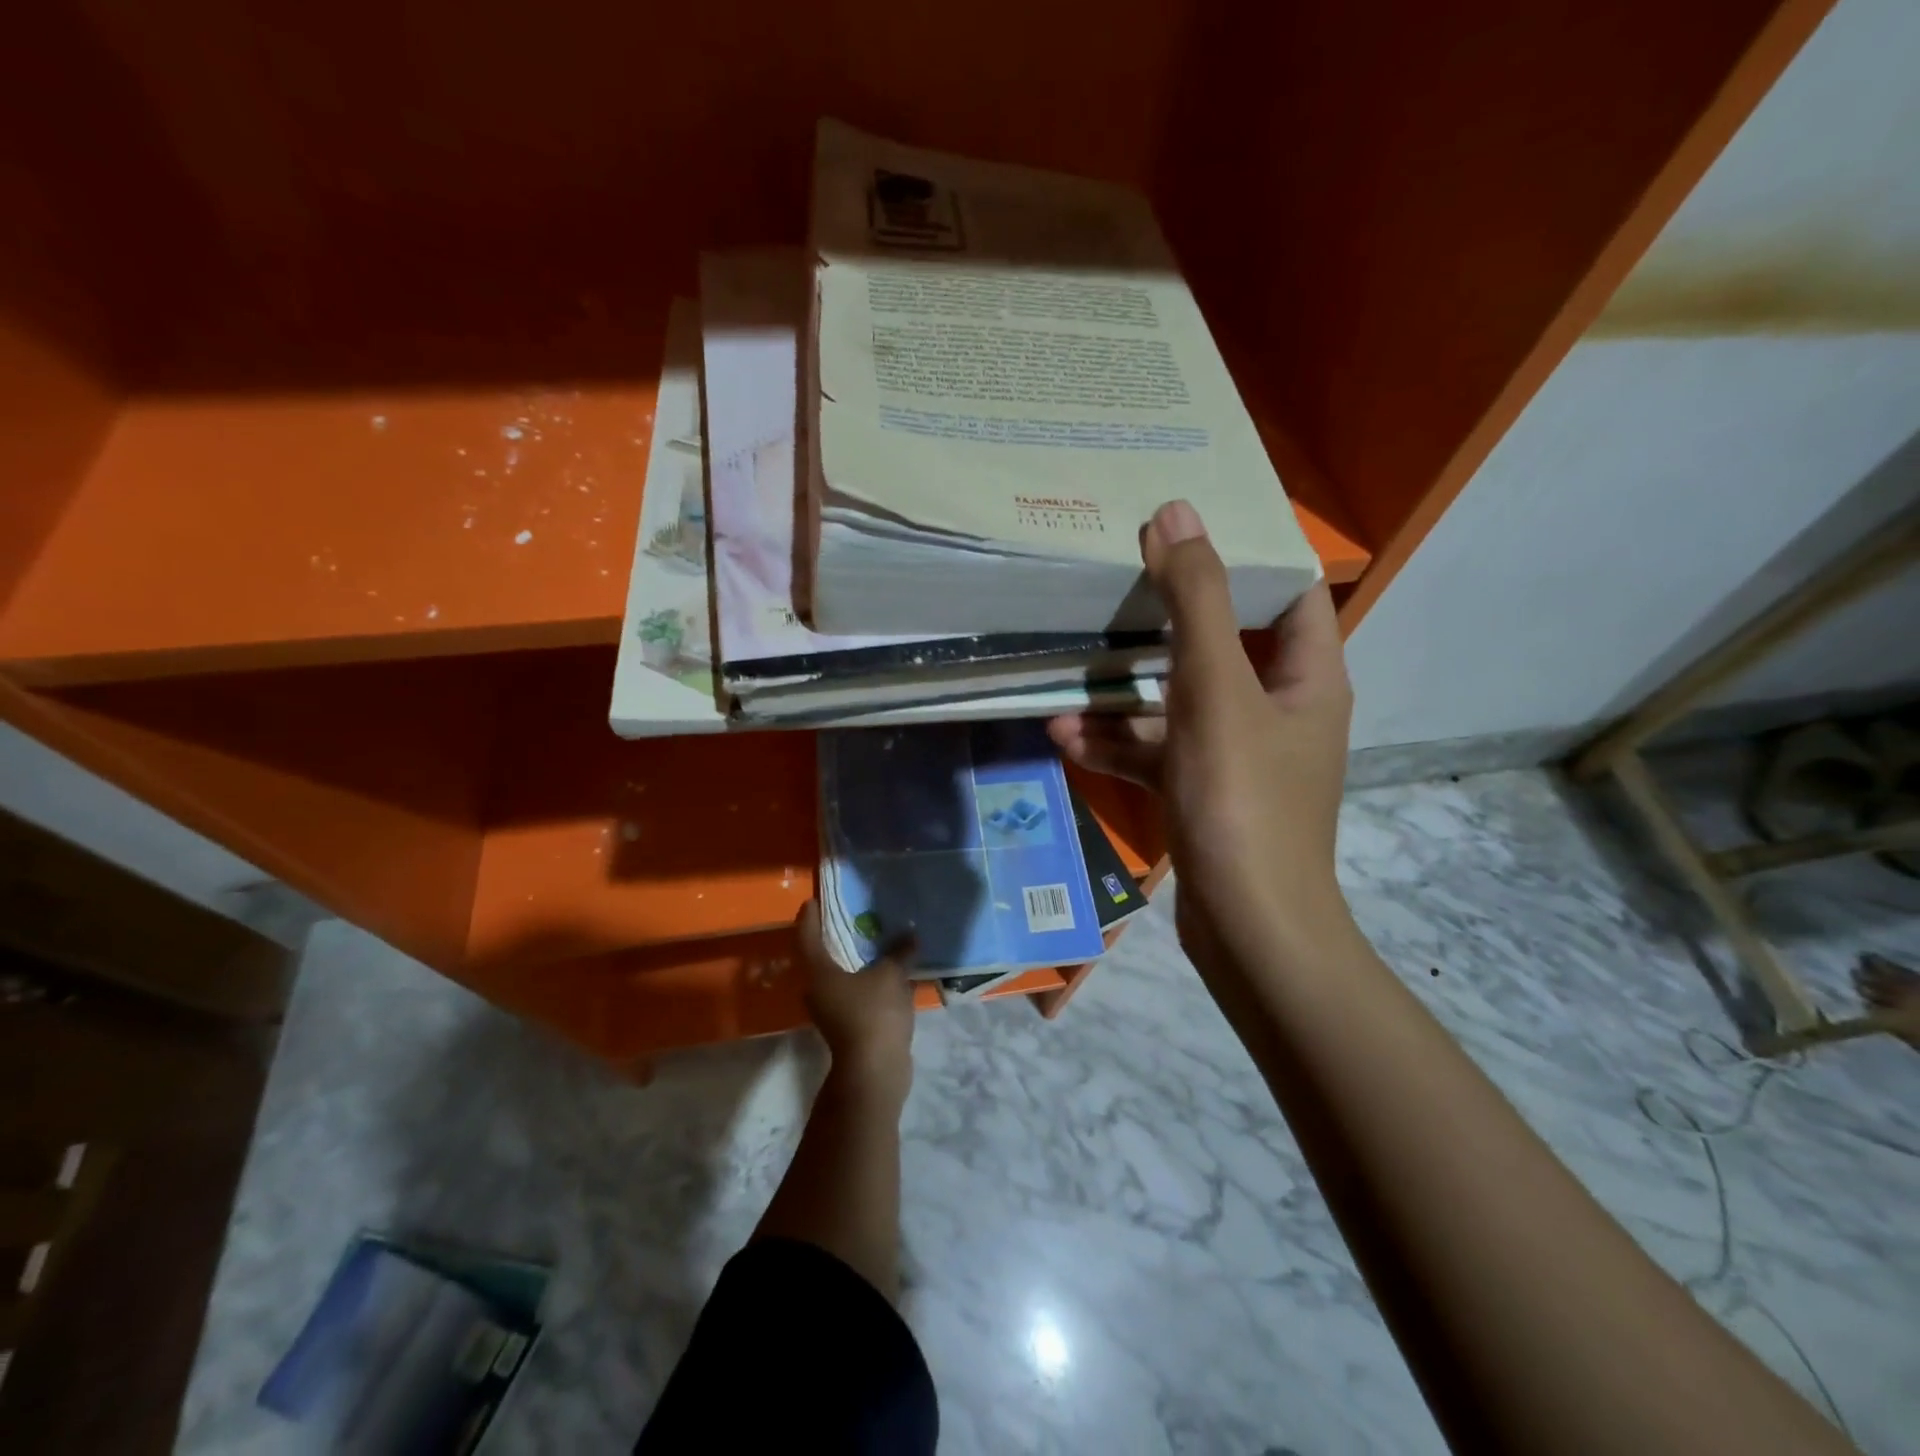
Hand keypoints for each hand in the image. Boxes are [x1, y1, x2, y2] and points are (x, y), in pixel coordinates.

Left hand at [796, 901, 916, 1099]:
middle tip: (851, 916)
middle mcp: (818, 989)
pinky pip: (856, 993)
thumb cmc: (873, 1014)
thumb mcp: (890, 975)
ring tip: (875, 941)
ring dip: (854, 960)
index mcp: (818, 972)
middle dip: (834, 936)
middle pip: (821, 956)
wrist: (874, 1072)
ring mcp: (832, 1010)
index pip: (807, 936)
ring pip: (840, 976)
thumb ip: (899, 952)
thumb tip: (910, 934)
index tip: (813, 901)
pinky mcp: (849, 1025)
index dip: (810, 917)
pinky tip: (889, 972)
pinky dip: (868, 980)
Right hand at [1048, 500, 1355, 978]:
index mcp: (1305, 676)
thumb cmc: (1242, 800)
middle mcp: (1278, 709)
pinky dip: (1118, 743)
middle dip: (1165, 618)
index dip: (1243, 555)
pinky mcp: (1203, 792)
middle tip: (1113, 583)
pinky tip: (1064, 738)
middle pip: (1222, 643)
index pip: (1287, 592)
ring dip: (1124, 693)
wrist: (1249, 929)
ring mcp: (1238, 755)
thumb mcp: (1214, 691)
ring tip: (1065, 677)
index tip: (1183, 529)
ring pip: (1179, 703)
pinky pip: (1159, 752)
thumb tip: (1175, 513)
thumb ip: (1196, 601)